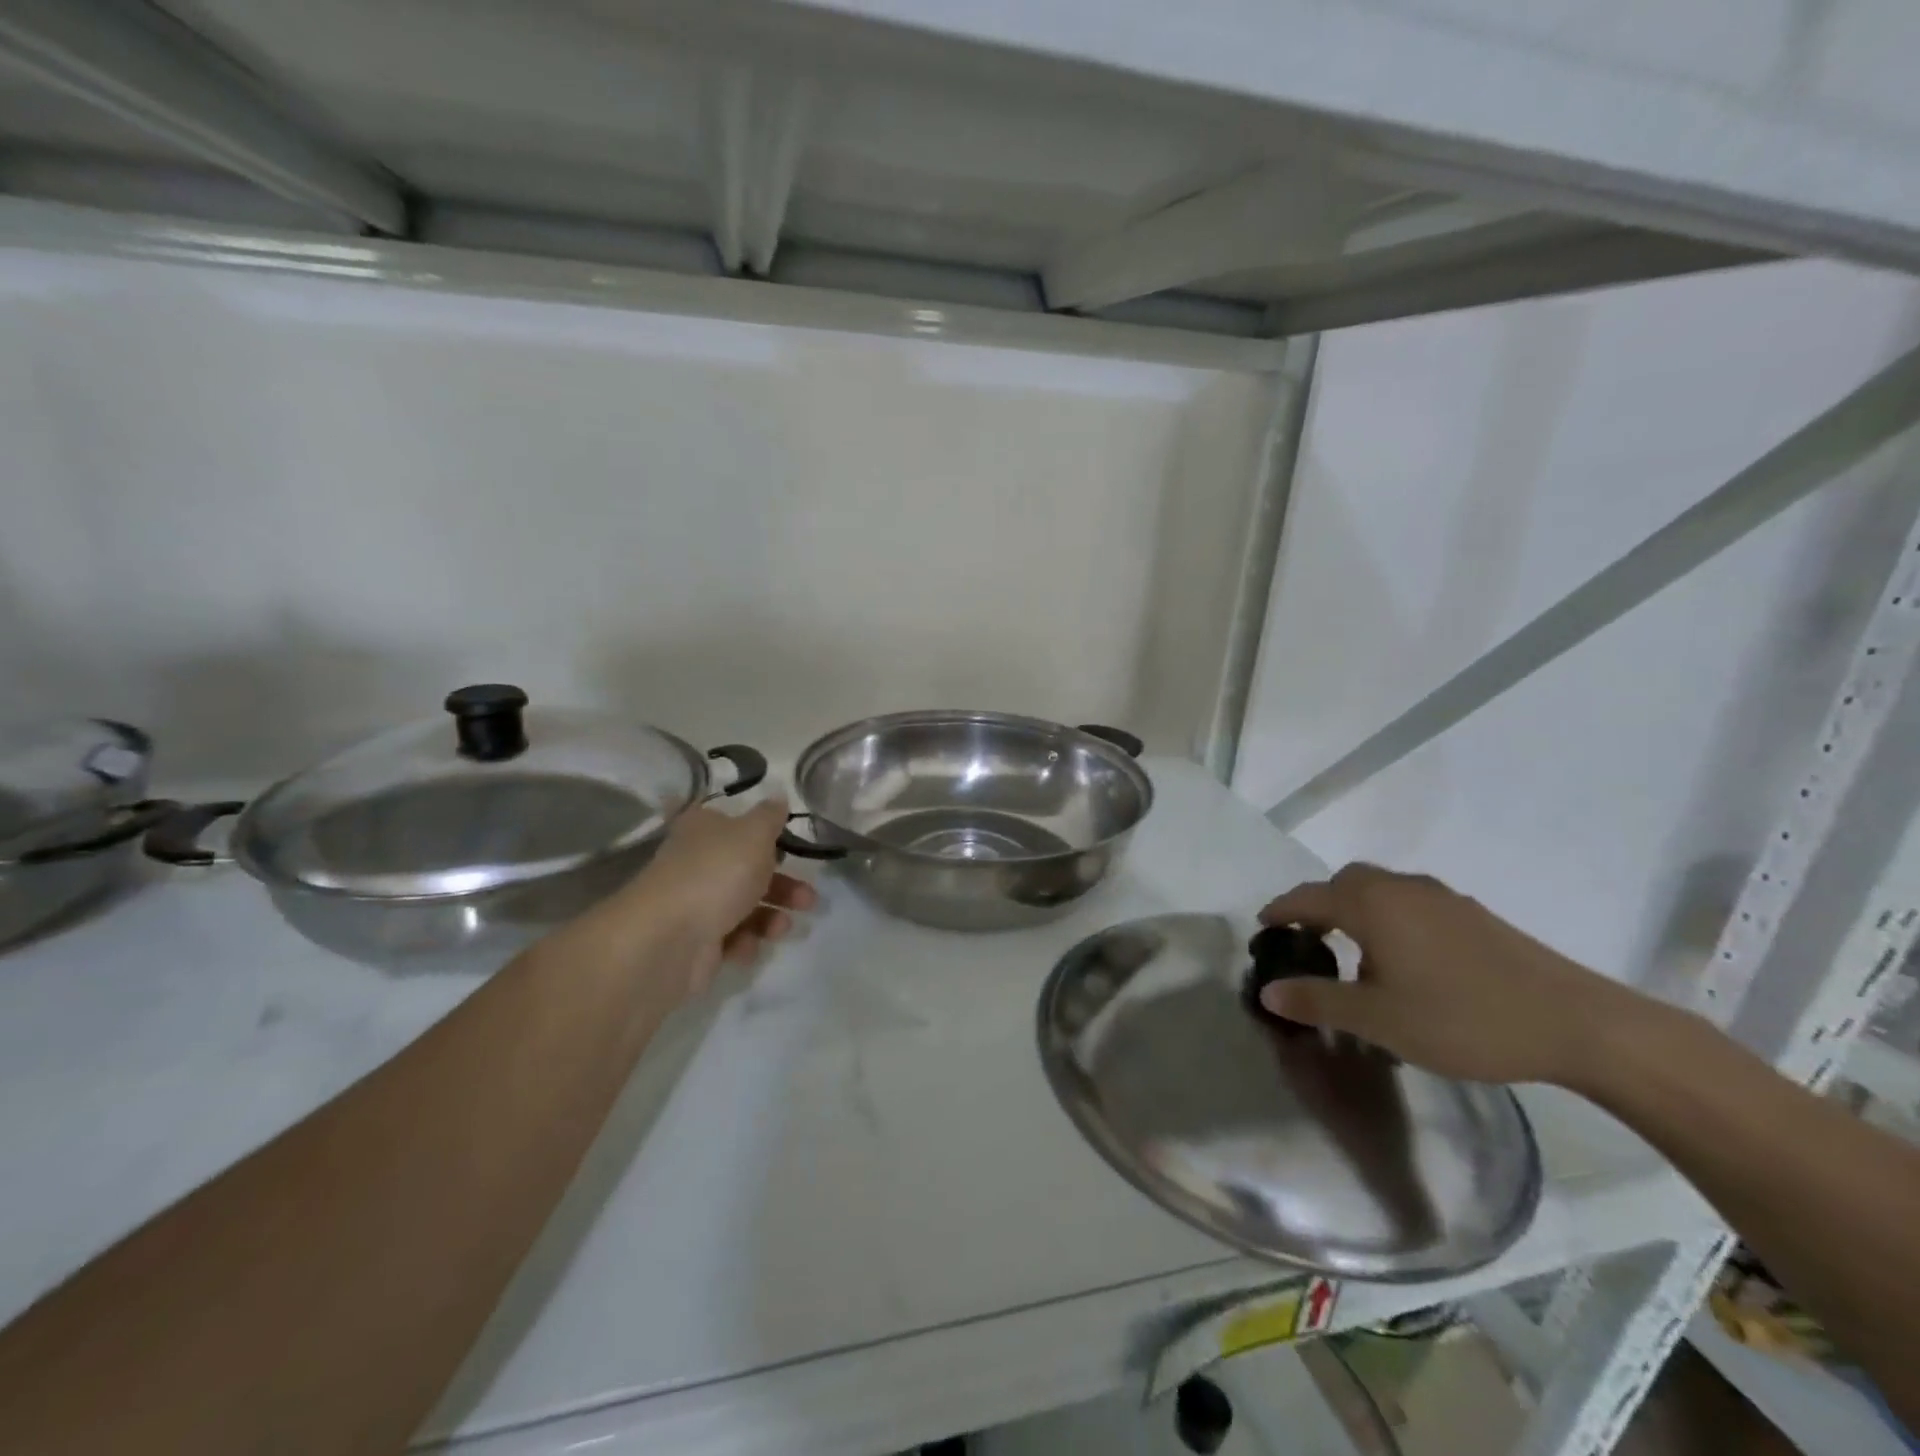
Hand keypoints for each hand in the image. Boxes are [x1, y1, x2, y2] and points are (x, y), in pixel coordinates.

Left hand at [587, 798, 817, 1002]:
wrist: (669, 939)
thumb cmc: (716, 873)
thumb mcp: (754, 834)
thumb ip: (770, 816)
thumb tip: (778, 797)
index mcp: (703, 829)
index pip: (730, 822)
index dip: (760, 831)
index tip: (787, 843)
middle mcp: (696, 862)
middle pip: (746, 869)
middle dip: (783, 884)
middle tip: (809, 898)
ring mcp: (693, 903)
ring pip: (743, 906)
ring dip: (771, 915)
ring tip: (784, 926)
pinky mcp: (694, 941)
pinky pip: (730, 938)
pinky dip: (745, 941)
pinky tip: (749, 945)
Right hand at [1257, 863, 1641, 1086]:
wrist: (1577, 1023)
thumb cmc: (1462, 1019)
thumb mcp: (1378, 1019)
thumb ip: (1317, 1001)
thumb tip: (1268, 991)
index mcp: (1370, 905)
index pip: (1308, 897)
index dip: (1280, 910)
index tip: (1262, 927)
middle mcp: (1400, 888)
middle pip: (1344, 883)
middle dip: (1318, 905)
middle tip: (1308, 940)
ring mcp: (1441, 898)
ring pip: (1381, 890)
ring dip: (1356, 911)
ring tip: (1356, 955)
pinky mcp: (1472, 914)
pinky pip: (1411, 904)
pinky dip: (1390, 919)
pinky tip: (1407, 961)